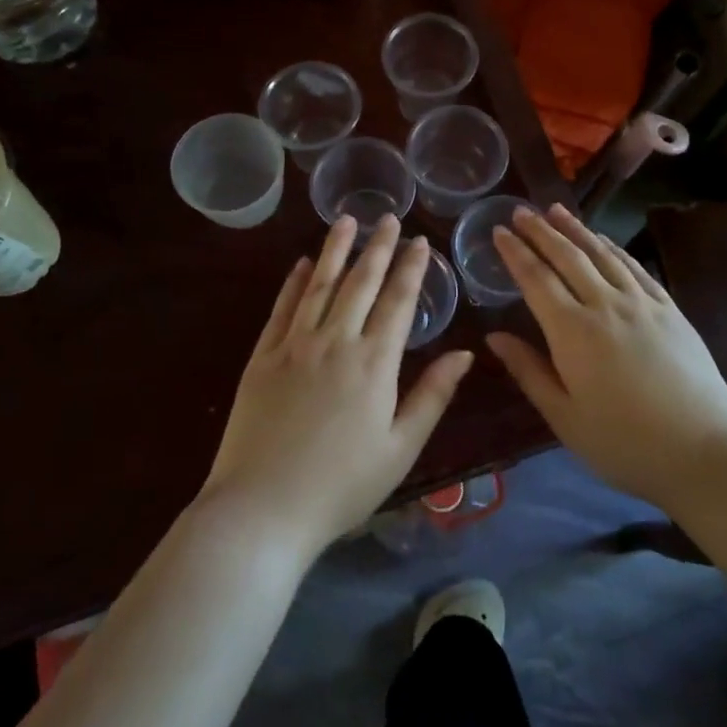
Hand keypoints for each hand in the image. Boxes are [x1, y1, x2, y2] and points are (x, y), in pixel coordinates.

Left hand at [199, 214, 473, 559]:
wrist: (262, 509)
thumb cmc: (342, 486)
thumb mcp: (400, 448)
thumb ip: (432, 395)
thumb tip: (464, 353)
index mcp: (374, 364)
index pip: (399, 302)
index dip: (412, 269)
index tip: (420, 241)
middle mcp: (335, 342)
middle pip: (361, 283)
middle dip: (377, 248)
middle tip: (387, 218)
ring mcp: (294, 346)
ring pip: (319, 285)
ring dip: (335, 251)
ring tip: (346, 220)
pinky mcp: (261, 358)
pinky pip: (281, 309)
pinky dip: (293, 283)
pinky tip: (301, 264)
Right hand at [486, 205, 726, 509]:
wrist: (704, 450)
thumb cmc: (624, 442)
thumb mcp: (564, 416)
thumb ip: (528, 371)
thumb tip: (494, 336)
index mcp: (572, 332)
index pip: (536, 279)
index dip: (515, 253)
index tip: (499, 231)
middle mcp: (605, 305)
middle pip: (567, 257)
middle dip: (541, 231)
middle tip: (521, 210)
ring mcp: (642, 302)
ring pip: (602, 254)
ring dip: (576, 229)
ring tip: (556, 210)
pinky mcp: (669, 308)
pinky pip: (634, 267)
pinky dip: (613, 247)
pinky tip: (603, 240)